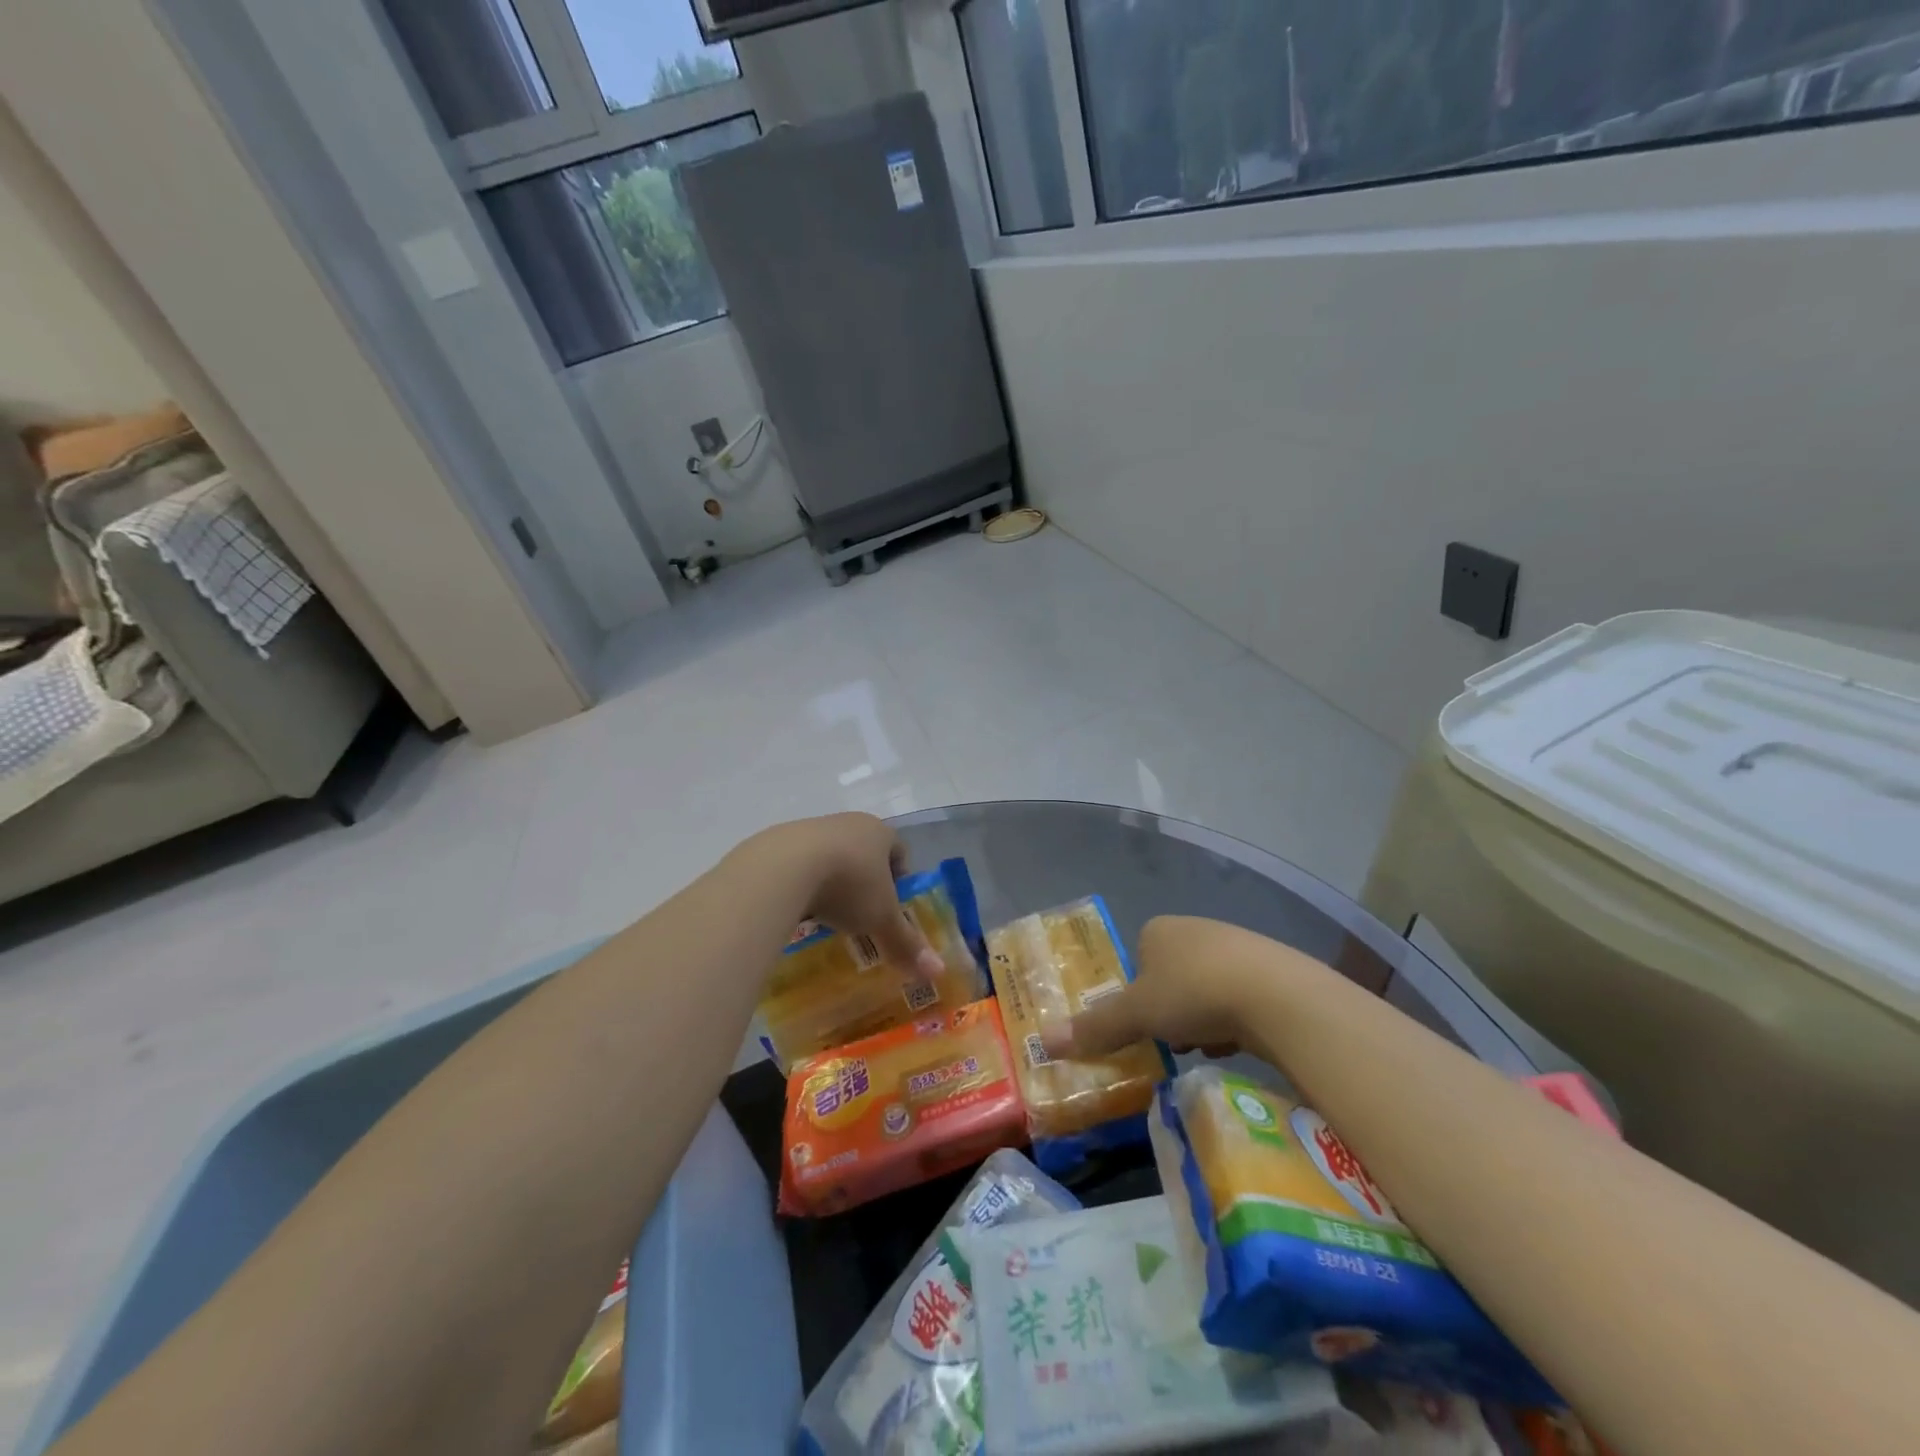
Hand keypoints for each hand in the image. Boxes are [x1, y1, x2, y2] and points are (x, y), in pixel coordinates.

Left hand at [749, 813, 944, 978]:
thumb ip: (907, 944)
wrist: (783, 868)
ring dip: (833, 881)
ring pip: (831, 856)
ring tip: (829, 914)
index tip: (893, 905)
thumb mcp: (881, 919)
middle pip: (864, 851)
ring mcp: (812, 828)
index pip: (899, 850)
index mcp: (879, 832)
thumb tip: (937, 972)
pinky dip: (804, 884)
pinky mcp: (780, 842)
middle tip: (863, 913)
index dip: (900, 877)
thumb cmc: (848, 885)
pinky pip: (800, 864)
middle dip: (866, 881)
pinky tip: (799, 908)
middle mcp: (848, 823)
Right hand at [1042, 916, 1312, 1062]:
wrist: (1277, 996)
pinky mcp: (1271, 971)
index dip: (1135, 993)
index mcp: (1159, 929)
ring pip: (1205, 988)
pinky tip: (1236, 1043)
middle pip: (1171, 975)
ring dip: (1200, 1018)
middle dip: (1169, 1009)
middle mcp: (1196, 929)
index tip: (1141, 1024)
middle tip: (1169, 1040)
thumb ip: (1095, 1027)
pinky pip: (1239, 998)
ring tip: (1203, 1046)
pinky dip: (1233, 1021)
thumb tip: (1044, 1043)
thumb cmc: (1193, 993)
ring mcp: (1237, 947)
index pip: (1137, 958)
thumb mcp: (1136, 1014)